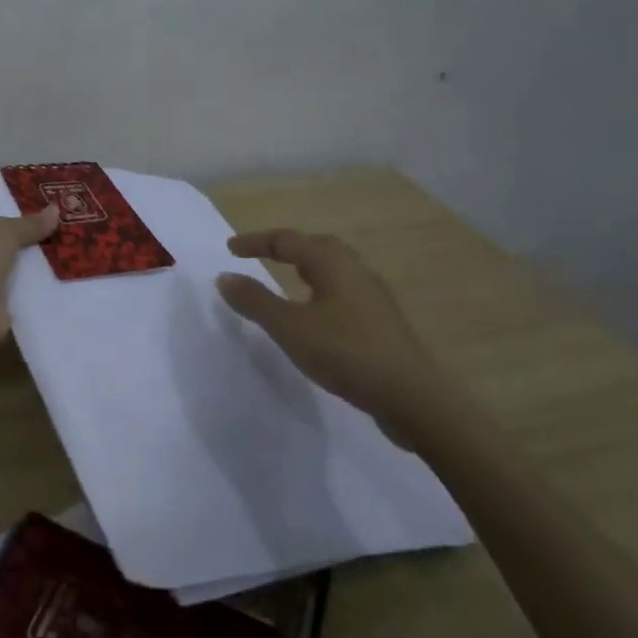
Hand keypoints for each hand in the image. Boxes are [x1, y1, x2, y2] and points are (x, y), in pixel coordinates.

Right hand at [216, 229, 462, 450]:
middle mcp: (356, 270)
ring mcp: (373, 296)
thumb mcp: (290, 328)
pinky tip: (315, 315)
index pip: (288, 240)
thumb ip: (255, 301)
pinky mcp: (381, 321)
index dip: (257, 242)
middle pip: (315, 247)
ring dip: (304, 269)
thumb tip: (224, 276)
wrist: (412, 397)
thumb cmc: (345, 353)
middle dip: (285, 248)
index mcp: (333, 263)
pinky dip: (319, 291)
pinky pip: (342, 292)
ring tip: (284, 281)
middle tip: (258, 257)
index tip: (231, 249)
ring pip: (332, 270)